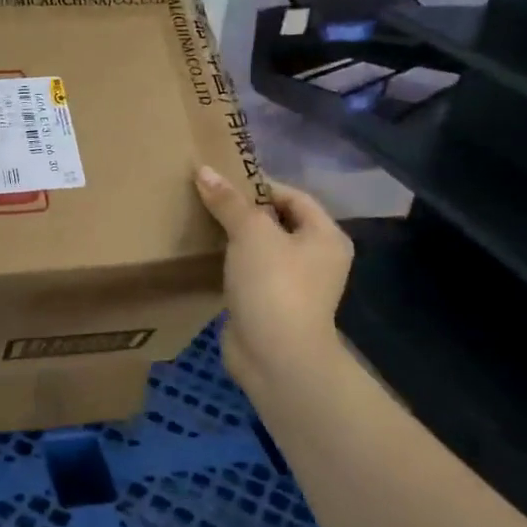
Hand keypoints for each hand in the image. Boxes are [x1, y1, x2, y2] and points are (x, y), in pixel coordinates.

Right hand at [194, 166, 352, 396]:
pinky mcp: (270, 305)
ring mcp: (294, 285)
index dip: (259, 184)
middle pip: (277, 221)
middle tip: (207, 196)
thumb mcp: (250, 233)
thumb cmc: (274, 285)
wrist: (276, 356)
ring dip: (234, 237)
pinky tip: (204, 255)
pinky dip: (229, 262)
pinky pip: (249, 273)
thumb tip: (203, 170)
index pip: (293, 196)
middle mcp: (316, 259)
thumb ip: (228, 201)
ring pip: (261, 249)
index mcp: (325, 236)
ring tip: (201, 220)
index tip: (222, 179)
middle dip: (243, 210)